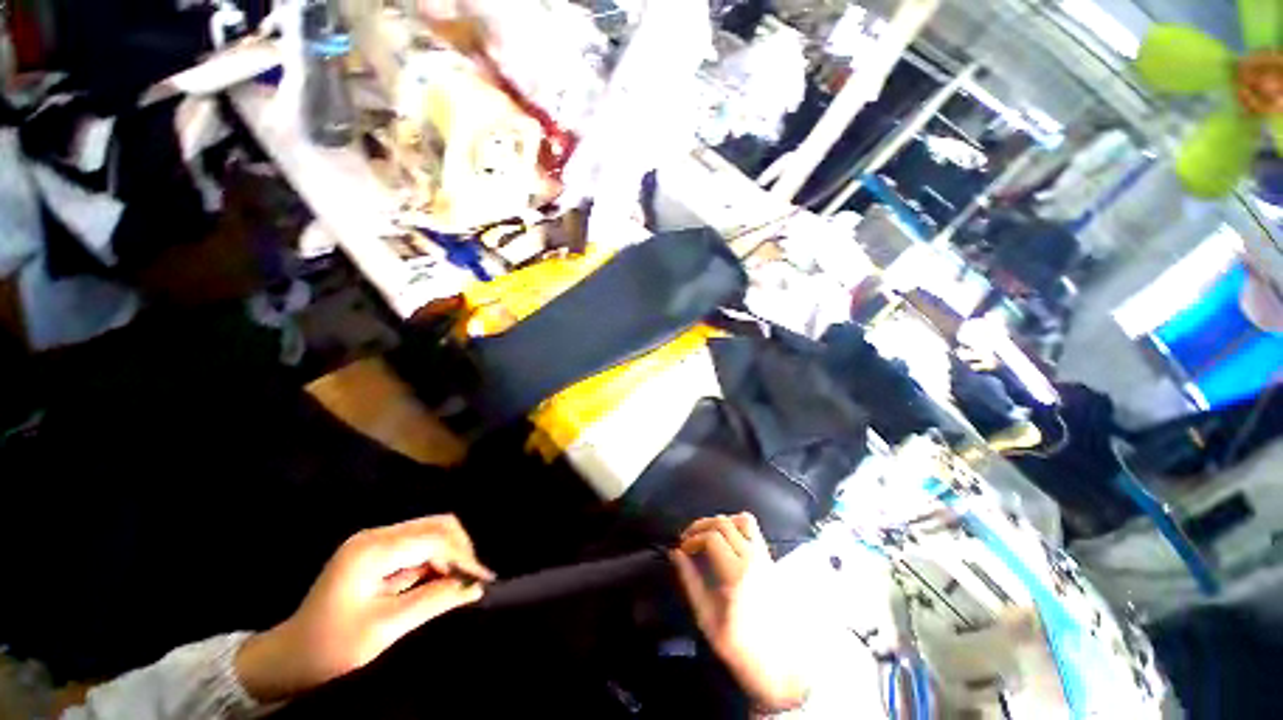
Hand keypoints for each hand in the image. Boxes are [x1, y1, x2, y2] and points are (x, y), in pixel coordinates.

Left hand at [236, 515, 493, 702]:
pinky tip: (442, 580)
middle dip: (460, 550)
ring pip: (431, 533)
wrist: (287, 659)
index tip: (483, 581)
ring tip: (462, 581)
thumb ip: (433, 601)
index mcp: (372, 550)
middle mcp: (376, 536)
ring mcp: (376, 543)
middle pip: (435, 526)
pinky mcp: (377, 554)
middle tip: (473, 579)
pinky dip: (436, 561)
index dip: (462, 556)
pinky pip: (419, 546)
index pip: (432, 538)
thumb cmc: (331, 648)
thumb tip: (474, 587)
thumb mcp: (384, 629)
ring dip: (450, 554)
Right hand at [671, 514, 809, 712]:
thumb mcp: (707, 618)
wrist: (779, 666)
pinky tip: (727, 542)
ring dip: (721, 522)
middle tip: (688, 539)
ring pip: (742, 520)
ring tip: (707, 536)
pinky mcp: (771, 561)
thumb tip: (676, 554)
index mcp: (737, 574)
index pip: (711, 537)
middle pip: (724, 523)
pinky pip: (755, 530)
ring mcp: (765, 558)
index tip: (682, 549)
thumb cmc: (739, 646)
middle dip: (701, 526)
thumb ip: (690, 581)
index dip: (692, 539)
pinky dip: (737, 526)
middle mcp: (754, 559)